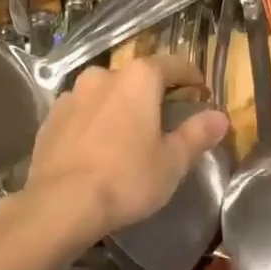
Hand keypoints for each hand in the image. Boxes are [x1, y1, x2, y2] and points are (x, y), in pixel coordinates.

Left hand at [23, 55, 229, 243]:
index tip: (200, 91)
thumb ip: (197, 134)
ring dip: (119, 107)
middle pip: (135, 78)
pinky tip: (98, 146)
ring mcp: (71, 96)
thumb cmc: (126, 178)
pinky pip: (81, 113)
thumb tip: (220, 117)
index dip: (190, 76)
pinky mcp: (50, 119)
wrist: (60, 204)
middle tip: (164, 117)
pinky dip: (94, 122)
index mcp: (138, 79)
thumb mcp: (172, 161)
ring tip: (128, 133)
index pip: (172, 65)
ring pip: (104, 94)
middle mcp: (103, 76)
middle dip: (151, 93)